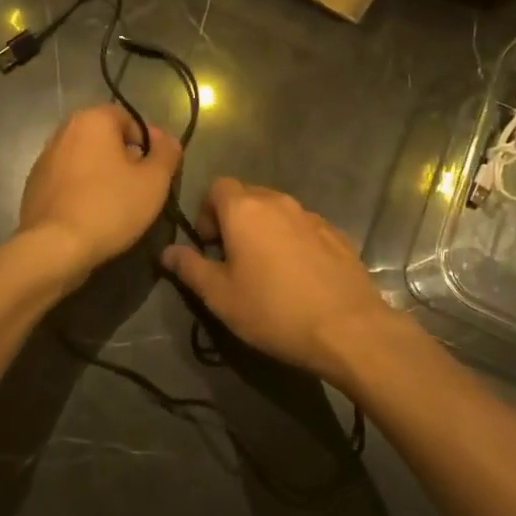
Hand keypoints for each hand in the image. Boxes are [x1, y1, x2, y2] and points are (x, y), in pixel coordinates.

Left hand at [19, 104, 181, 280]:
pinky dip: (82, 190)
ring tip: (117, 205)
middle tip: (140, 188)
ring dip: (103, 175)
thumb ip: (167, 153)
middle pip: (106, 139)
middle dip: (125, 159)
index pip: (129, 120)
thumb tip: (167, 141)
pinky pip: (68, 180)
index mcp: (92, 120)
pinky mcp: (33, 186)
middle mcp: (64, 131)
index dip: (148, 143)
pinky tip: (92, 215)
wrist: (54, 248)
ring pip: (86, 160)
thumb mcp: (154, 181)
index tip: (156, 171)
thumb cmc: (110, 207)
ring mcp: (44, 159)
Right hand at [161, 177, 395, 383]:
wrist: (348, 328)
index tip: (209, 246)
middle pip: (248, 196)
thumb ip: (190, 268)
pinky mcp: (337, 234)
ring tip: (267, 270)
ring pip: (278, 212)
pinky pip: (305, 228)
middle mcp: (279, 202)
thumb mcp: (220, 296)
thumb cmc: (273, 310)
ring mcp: (312, 216)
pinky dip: (294, 242)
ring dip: (265, 231)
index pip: (217, 187)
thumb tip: (167, 252)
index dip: (207, 212)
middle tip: (233, 260)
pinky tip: (299, 277)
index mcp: (245, 209)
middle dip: (234, 220)